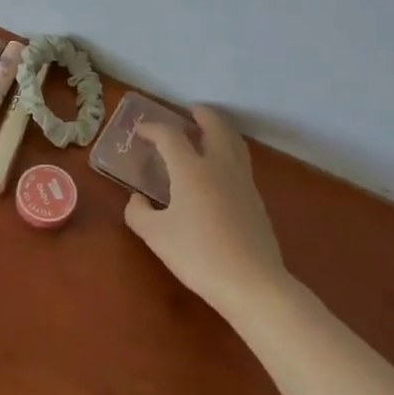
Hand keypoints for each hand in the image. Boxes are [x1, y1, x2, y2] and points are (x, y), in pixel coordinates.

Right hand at [124, 106, 289, 319]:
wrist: (252, 283)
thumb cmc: (198, 255)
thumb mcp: (155, 236)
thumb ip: (139, 213)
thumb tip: (138, 200)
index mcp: (191, 169)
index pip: (170, 136)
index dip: (153, 129)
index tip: (140, 130)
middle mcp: (219, 166)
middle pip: (215, 126)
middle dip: (201, 115)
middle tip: (190, 111)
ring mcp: (242, 182)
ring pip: (234, 143)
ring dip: (220, 130)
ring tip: (209, 132)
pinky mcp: (256, 200)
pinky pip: (241, 163)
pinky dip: (229, 153)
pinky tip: (220, 171)